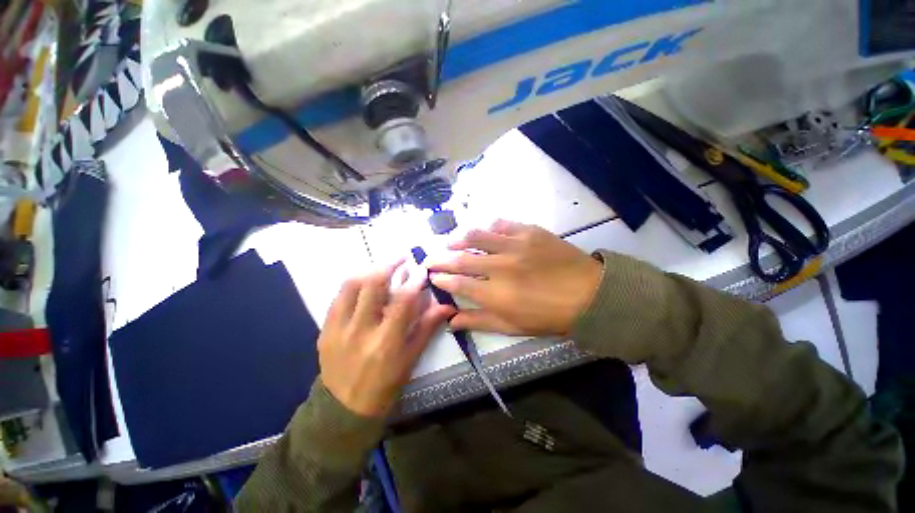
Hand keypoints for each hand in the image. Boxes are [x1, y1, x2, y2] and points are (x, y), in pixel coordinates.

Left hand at [318, 260, 455, 416]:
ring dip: (370, 269)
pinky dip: (354, 283)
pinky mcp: (324, 329)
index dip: (414, 280)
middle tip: (401, 256)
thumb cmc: (386, 384)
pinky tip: (364, 282)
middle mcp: (360, 331)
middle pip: (373, 284)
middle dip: (389, 263)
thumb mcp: (411, 357)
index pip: (403, 300)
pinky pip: (338, 296)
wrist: (344, 408)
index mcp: (386, 342)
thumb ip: (427, 326)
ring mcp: (337, 329)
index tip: (422, 269)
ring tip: (383, 266)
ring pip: (351, 285)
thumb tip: (448, 305)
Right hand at [428, 220, 601, 336]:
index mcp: (495, 294)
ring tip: (451, 242)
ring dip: (458, 239)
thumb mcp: (513, 327)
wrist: (589, 294)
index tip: (432, 276)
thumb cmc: (549, 316)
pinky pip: (501, 224)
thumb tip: (451, 320)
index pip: (456, 283)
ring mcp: (514, 245)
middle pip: (460, 259)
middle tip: (430, 258)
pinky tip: (485, 232)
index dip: (440, 278)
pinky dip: (488, 227)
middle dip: (439, 258)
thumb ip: (479, 321)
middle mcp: (500, 267)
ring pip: (476, 236)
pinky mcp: (529, 231)